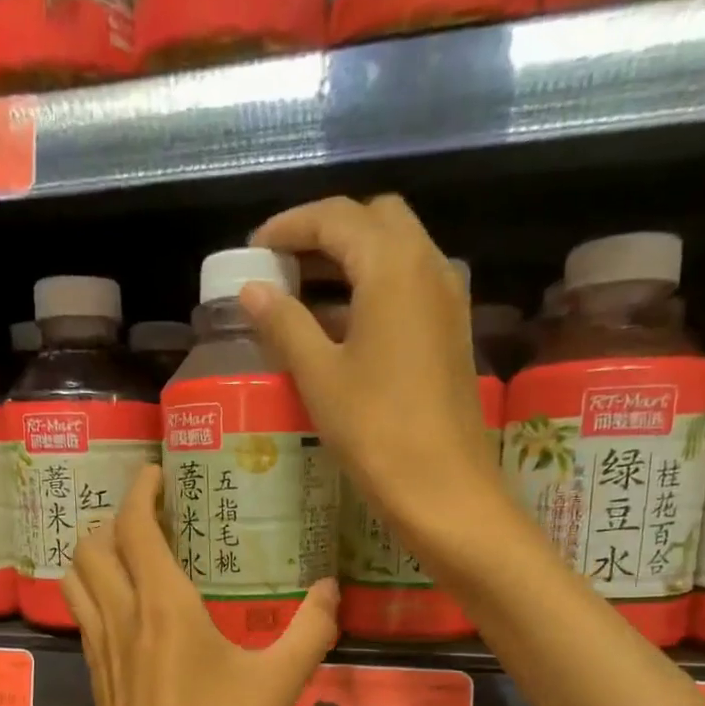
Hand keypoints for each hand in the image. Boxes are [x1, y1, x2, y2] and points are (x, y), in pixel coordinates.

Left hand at [61, 466, 338, 705]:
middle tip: (149, 517)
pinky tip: (128, 611)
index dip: (140, 490)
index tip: (157, 473)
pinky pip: (84, 615)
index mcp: (162, 607)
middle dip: (112, 519)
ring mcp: (102, 649)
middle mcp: (122, 617)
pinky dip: (94, 592)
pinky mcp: (97, 678)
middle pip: (91, 545)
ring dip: (94, 554)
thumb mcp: (278, 685)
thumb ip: (310, 631)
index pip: (133, 526)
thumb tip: (332, 590)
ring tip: (130, 554)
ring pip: (76, 579)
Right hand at [240, 195, 501, 549]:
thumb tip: (253, 290)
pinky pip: (409, 287)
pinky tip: (340, 327)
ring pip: (397, 252)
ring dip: (351, 259)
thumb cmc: (375, 430)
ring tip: (303, 294)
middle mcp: (429, 266)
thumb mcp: (319, 375)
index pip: (337, 217)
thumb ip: (284, 323)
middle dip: (327, 232)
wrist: (443, 487)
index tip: (255, 247)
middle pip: (375, 221)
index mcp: (393, 266)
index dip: (291, 226)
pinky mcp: (451, 332)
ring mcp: (447, 299)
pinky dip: (372, 288)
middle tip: (284, 265)